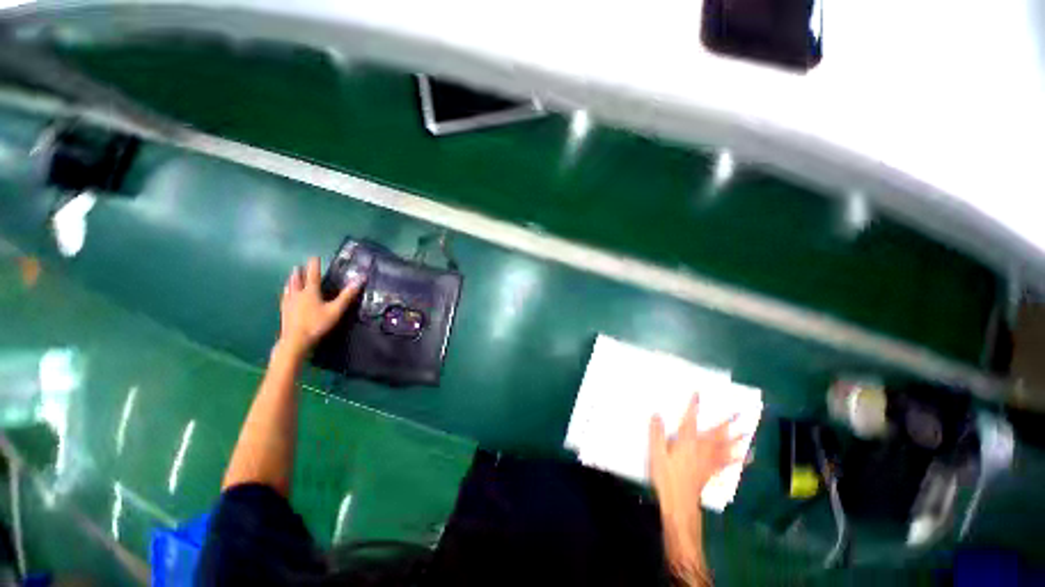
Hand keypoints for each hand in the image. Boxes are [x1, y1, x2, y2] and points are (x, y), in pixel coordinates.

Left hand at [278, 257, 364, 357]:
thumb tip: (360, 279)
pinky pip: (285, 297)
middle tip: (298, 266)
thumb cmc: (317, 323)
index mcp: (310, 292)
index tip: (314, 256)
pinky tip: (286, 295)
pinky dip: (286, 292)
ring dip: (291, 281)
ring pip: (289, 288)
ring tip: (291, 277)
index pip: (313, 275)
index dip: (314, 265)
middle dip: (299, 272)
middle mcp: (297, 294)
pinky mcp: (284, 312)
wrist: (295, 340)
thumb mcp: (336, 310)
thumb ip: (347, 295)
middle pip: (297, 280)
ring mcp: (288, 303)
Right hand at [649, 394, 744, 584]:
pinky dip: (738, 458)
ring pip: (725, 447)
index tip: (699, 393)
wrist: (679, 502)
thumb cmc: (667, 476)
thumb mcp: (656, 453)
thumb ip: (656, 433)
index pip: (691, 420)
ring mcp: (709, 461)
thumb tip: (657, 414)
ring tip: (748, 431)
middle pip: (716, 433)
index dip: (694, 406)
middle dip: (727, 422)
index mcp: (687, 442)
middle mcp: (701, 448)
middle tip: (740, 413)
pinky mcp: (712, 471)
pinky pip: (727, 462)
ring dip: (737, 438)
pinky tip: (747, 456)